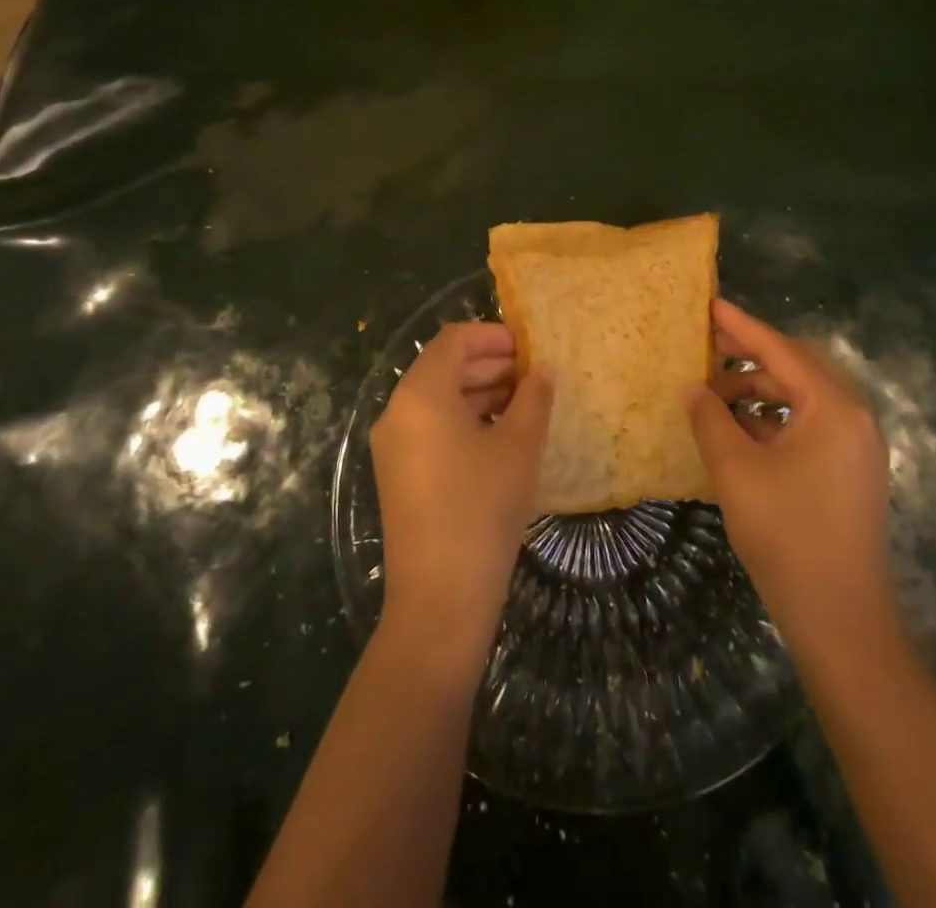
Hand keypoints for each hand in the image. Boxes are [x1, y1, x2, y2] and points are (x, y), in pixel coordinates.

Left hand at [370, 323, 552, 670]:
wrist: (439, 599)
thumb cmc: (482, 508)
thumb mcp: (518, 447)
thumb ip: (533, 398)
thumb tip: (541, 371)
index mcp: (420, 393)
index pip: (453, 340)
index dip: (493, 335)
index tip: (529, 349)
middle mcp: (398, 411)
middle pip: (443, 367)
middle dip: (490, 365)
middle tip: (533, 377)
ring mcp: (393, 445)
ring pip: (438, 399)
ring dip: (479, 393)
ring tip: (524, 405)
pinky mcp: (398, 474)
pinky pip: (431, 428)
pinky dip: (464, 420)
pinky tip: (499, 437)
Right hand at [685, 299, 897, 652]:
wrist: (840, 617)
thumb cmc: (787, 534)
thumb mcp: (736, 470)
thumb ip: (709, 419)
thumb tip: (691, 387)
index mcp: (833, 408)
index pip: (780, 350)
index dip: (741, 327)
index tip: (709, 304)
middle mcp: (854, 416)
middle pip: (797, 367)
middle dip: (750, 356)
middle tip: (706, 347)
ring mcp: (856, 445)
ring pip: (802, 397)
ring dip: (759, 389)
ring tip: (714, 396)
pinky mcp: (850, 469)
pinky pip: (809, 423)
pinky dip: (773, 417)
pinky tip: (740, 429)